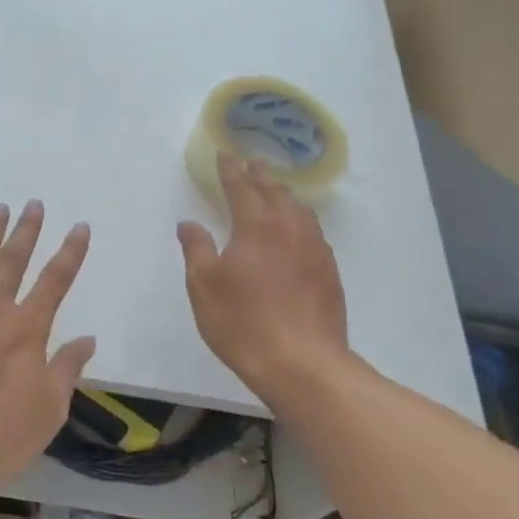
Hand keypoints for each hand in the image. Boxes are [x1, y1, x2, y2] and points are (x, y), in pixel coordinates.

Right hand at [178, 152, 349, 400]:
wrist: (302, 363)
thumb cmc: (243, 322)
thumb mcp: (204, 286)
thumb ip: (196, 248)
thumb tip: (189, 223)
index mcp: (256, 226)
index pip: (242, 187)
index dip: (231, 170)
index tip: (226, 154)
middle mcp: (289, 228)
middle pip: (275, 192)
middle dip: (260, 176)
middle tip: (252, 164)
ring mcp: (315, 249)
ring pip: (299, 210)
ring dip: (284, 196)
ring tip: (276, 192)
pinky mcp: (329, 272)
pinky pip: (313, 232)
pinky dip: (300, 221)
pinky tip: (297, 232)